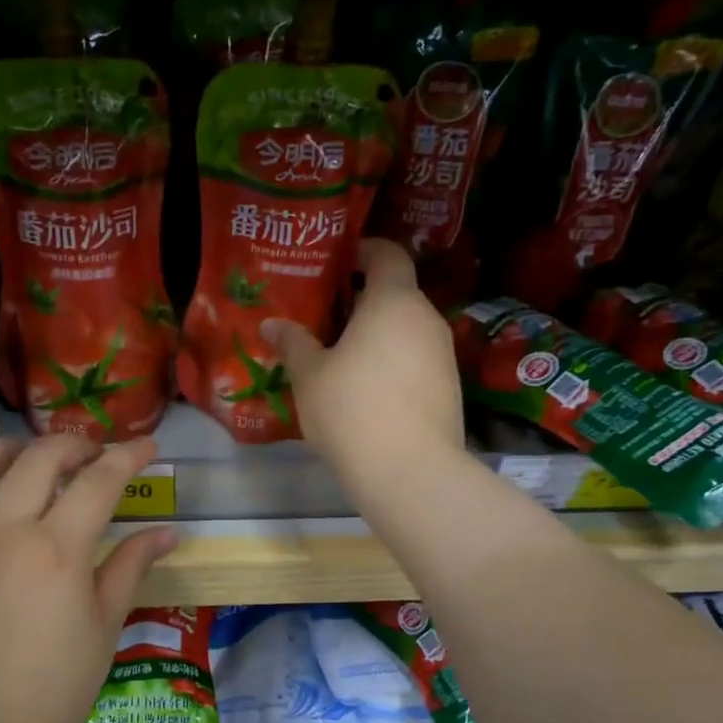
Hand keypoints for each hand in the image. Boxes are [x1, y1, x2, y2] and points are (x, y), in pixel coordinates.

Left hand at [0, 435, 178, 722]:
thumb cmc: (56, 686)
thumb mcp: (105, 624)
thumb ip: (131, 566)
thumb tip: (167, 532)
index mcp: (56, 551)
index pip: (99, 481)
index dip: (127, 457)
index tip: (144, 447)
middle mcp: (1, 532)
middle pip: (38, 460)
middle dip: (73, 445)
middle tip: (90, 455)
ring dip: (5, 446)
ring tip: (25, 454)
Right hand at [263, 239, 465, 496]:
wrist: (409, 471)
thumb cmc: (351, 410)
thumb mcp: (310, 376)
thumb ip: (293, 343)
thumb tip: (273, 324)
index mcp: (394, 301)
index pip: (388, 254)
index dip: (364, 250)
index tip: (339, 262)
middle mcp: (426, 319)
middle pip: (397, 294)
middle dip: (364, 300)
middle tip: (328, 317)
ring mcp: (444, 354)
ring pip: (408, 330)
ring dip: (380, 334)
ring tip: (344, 357)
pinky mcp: (450, 388)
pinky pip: (417, 360)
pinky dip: (394, 363)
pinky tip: (369, 391)